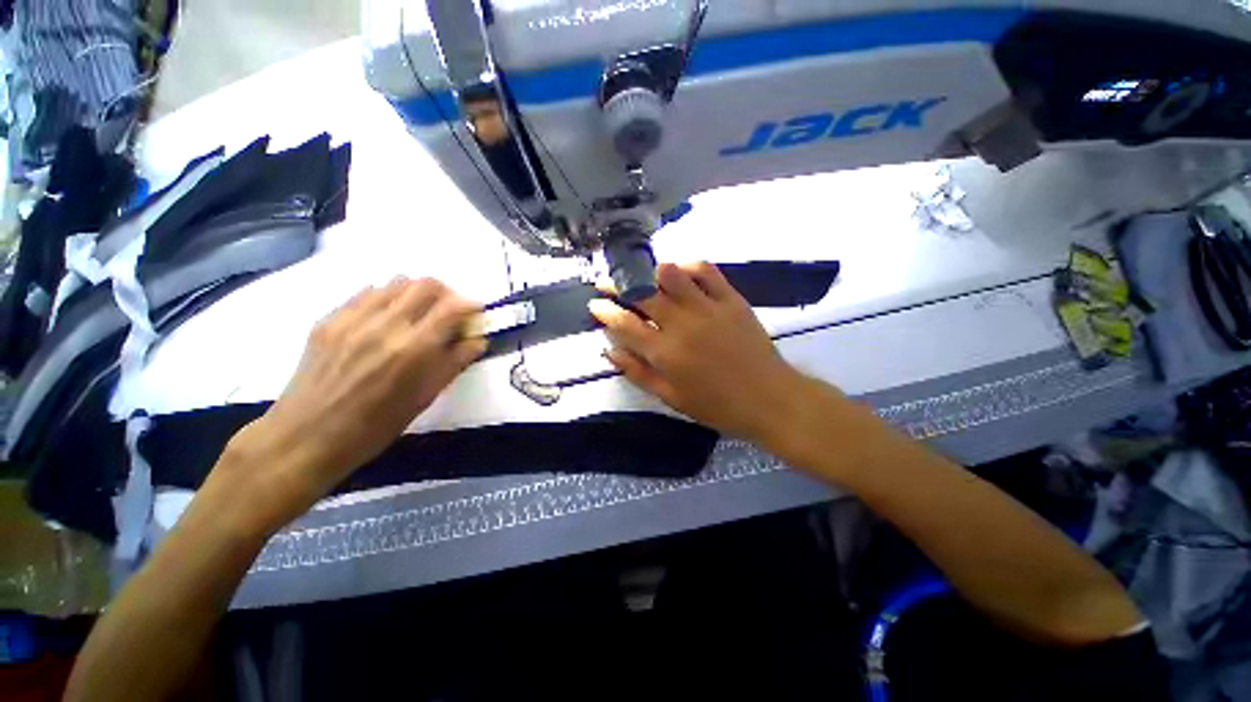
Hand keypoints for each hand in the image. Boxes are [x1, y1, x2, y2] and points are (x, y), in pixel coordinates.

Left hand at [222, 278, 485, 528]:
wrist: (305, 437)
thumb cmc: (375, 426)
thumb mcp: (425, 397)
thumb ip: (455, 362)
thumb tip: (478, 340)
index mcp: (413, 349)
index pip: (453, 306)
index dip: (471, 306)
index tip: (475, 316)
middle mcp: (385, 325)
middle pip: (426, 284)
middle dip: (446, 294)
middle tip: (448, 314)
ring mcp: (352, 318)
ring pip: (396, 283)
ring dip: (416, 294)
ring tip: (417, 316)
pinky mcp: (329, 319)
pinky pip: (367, 293)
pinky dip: (387, 299)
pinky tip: (385, 321)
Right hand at [588, 262, 819, 446]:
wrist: (768, 399)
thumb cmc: (716, 405)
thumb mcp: (670, 398)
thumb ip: (637, 373)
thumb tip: (609, 351)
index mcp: (665, 353)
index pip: (624, 324)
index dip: (605, 311)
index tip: (594, 304)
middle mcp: (682, 325)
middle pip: (641, 293)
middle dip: (617, 284)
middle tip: (608, 282)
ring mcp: (708, 308)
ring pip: (670, 275)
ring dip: (649, 272)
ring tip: (642, 277)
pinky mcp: (731, 299)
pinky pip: (706, 271)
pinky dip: (687, 266)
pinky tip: (678, 272)